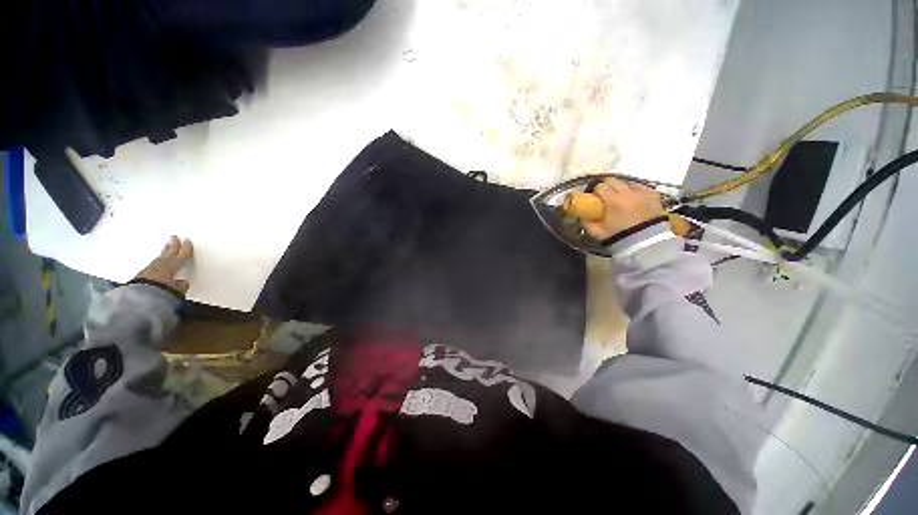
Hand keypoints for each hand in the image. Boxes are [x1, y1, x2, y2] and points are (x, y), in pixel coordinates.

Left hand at [135, 236, 193, 294]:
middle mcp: (159, 266)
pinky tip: (158, 262)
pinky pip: (152, 265)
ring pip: (159, 259)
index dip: (185, 249)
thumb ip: (181, 286)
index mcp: (170, 268)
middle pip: (167, 254)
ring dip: (164, 253)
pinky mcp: (140, 276)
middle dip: (172, 246)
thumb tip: (183, 282)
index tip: (187, 241)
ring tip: (167, 247)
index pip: (180, 257)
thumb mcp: (176, 292)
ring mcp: (149, 270)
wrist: (137, 301)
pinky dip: (157, 262)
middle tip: (174, 237)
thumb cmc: (160, 294)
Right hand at [582, 178, 665, 240]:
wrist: (647, 243)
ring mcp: (642, 192)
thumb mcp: (598, 233)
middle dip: (607, 186)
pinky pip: (642, 187)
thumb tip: (581, 216)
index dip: (595, 190)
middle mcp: (627, 192)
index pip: (600, 187)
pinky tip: (634, 198)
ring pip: (628, 183)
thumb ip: (587, 223)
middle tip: (605, 196)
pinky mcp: (654, 195)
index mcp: (613, 200)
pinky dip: (636, 190)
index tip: (594, 197)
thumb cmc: (620, 237)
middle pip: (614, 181)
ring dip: (622, 188)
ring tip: (621, 197)